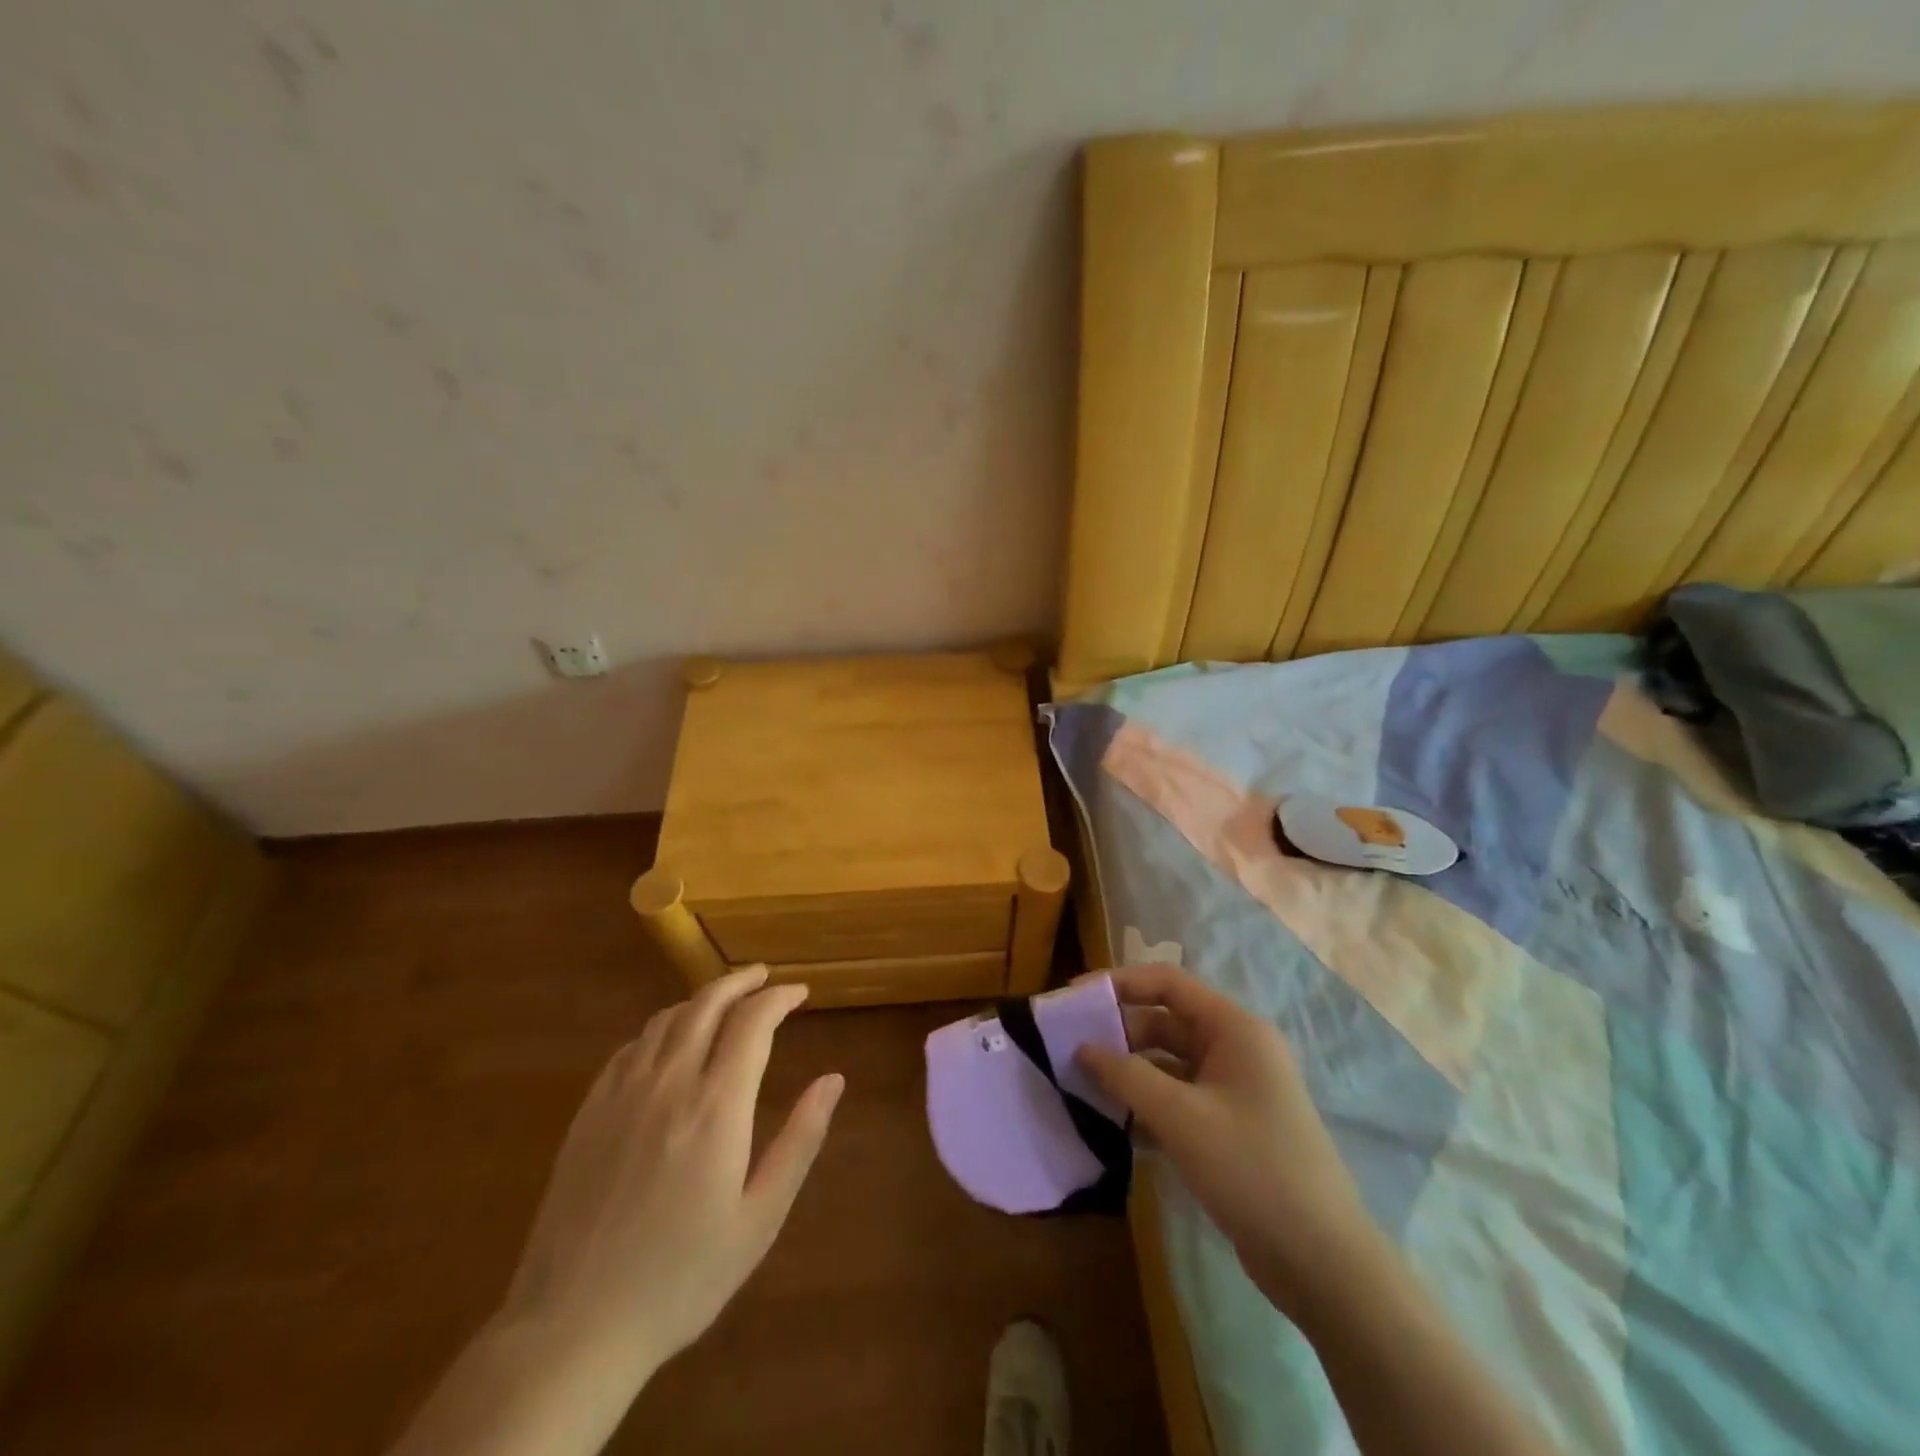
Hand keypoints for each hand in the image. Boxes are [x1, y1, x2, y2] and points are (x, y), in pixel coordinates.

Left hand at [499, 967, 843, 1377]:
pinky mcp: (589, 1112)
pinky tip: (668, 1042)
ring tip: (723, 1002)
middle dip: (741, 982)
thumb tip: (833, 1080)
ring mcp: (622, 1094)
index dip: (779, 998)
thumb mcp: (759, 1218)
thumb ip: (800, 1140)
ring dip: (701, 1000)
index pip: (752, 1022)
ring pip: (666, 1019)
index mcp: (717, 1106)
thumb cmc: (682, 1277)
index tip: (800, 993)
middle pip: (707, 1004)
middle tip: (764, 977)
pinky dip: (660, 1029)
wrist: (572, 1328)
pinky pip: (630, 1048)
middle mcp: (669, 1083)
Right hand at [1077, 965, 1375, 1315]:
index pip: (1166, 983)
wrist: (1323, 1264)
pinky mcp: (1230, 1126)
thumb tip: (1081, 1048)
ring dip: (1129, 1071)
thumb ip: (1126, 1076)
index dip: (1118, 983)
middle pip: (1165, 1022)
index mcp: (1234, 1029)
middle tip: (1069, 1049)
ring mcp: (1234, 1089)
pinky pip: (1179, 1098)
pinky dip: (1147, 1104)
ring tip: (1083, 1085)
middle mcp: (1235, 1049)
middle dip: (1118, 1032)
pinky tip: (1115, 1124)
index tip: (1072, 998)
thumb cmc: (1253, 1170)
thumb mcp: (1181, 1118)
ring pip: (1169, 1063)